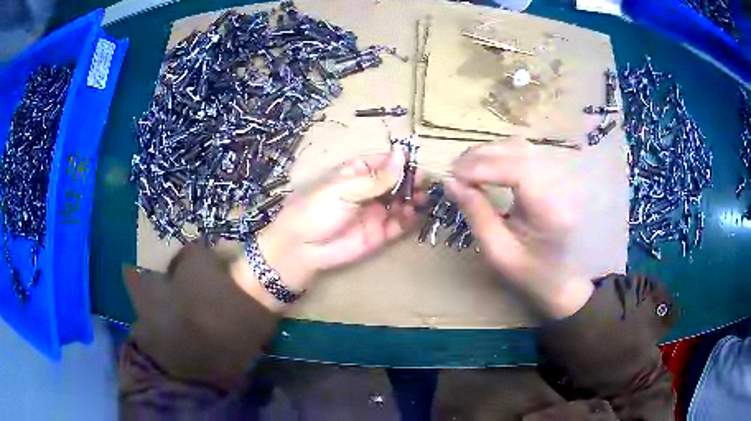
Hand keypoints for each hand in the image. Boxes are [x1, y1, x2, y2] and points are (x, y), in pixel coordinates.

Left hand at [254, 150, 417, 294]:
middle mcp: (369, 191)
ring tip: (423, 198)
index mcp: (357, 173)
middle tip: (425, 184)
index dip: (402, 162)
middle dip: (412, 181)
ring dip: (414, 199)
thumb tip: (401, 154)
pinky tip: (417, 212)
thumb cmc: (316, 210)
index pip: (385, 163)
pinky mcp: (380, 234)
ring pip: (402, 202)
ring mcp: (376, 212)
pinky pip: (400, 224)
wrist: (301, 249)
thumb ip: (376, 177)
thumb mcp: (344, 189)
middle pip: (397, 182)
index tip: (418, 164)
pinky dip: (411, 218)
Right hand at [446, 139, 593, 318]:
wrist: (566, 278)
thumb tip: (450, 182)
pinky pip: (528, 151)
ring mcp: (564, 174)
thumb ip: (476, 215)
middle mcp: (563, 183)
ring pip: (522, 146)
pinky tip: (490, 166)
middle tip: (454, 173)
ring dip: (491, 153)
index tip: (452, 175)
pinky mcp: (559, 172)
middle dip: (481, 157)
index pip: (517, 170)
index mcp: (552, 209)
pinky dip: (504, 154)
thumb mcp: (499, 252)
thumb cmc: (533, 273)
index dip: (481, 166)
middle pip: (518, 151)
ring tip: (468, 169)